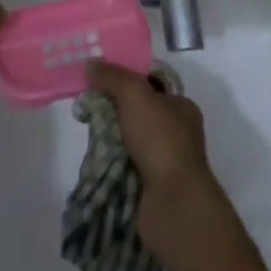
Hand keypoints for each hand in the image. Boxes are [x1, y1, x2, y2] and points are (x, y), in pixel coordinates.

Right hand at [87, 61, 229, 257]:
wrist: (173, 205)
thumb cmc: (161, 141)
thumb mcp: (135, 94)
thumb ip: (112, 77)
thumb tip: (90, 65)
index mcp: (181, 107)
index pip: (151, 85)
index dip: (126, 80)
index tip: (100, 81)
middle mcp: (177, 133)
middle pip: (138, 113)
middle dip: (114, 111)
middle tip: (88, 110)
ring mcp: (166, 163)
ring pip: (130, 141)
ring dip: (111, 140)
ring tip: (89, 136)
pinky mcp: (153, 189)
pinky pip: (126, 168)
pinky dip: (112, 165)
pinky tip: (96, 161)